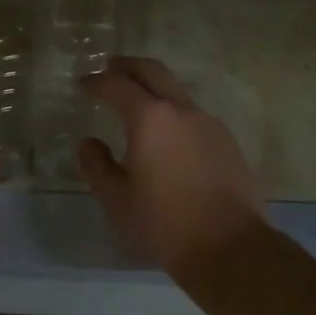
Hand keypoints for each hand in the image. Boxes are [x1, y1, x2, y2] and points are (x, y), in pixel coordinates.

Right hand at [79, 57, 266, 279]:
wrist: (231, 248)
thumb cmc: (166, 224)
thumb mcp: (118, 200)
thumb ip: (97, 166)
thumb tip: (88, 143)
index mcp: (150, 118)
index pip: (117, 85)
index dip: (97, 82)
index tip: (84, 84)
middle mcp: (181, 110)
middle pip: (152, 70)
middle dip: (128, 65)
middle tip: (110, 69)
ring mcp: (208, 122)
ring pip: (176, 90)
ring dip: (153, 87)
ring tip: (137, 103)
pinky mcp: (226, 140)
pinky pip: (193, 113)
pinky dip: (173, 110)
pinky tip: (167, 134)